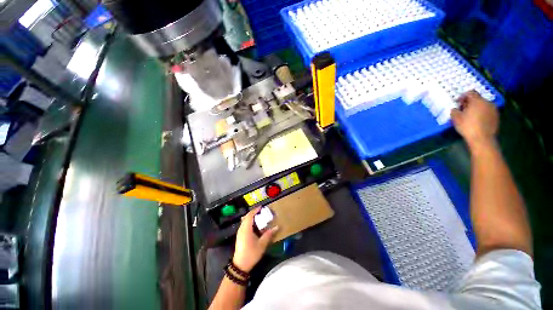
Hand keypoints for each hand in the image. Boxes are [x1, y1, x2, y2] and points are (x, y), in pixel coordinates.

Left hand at [232, 208, 278, 271]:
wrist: (240, 265)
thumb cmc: (251, 253)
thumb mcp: (262, 244)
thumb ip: (269, 234)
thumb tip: (277, 227)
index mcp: (246, 229)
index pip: (250, 215)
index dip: (255, 210)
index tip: (261, 207)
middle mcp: (241, 228)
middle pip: (246, 217)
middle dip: (253, 212)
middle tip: (261, 211)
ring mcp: (239, 232)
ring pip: (244, 220)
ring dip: (251, 217)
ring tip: (258, 217)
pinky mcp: (239, 236)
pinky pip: (244, 224)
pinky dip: (249, 222)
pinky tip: (254, 226)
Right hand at [451, 90, 498, 151]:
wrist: (482, 138)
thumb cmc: (467, 126)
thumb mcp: (456, 118)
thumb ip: (454, 111)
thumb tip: (455, 109)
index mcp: (477, 100)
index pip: (470, 92)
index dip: (463, 96)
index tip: (457, 103)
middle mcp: (487, 102)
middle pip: (477, 99)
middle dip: (470, 103)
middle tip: (463, 110)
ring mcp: (493, 109)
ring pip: (483, 105)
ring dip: (477, 108)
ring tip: (470, 116)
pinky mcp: (496, 117)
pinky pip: (487, 111)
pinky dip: (482, 113)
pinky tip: (477, 121)